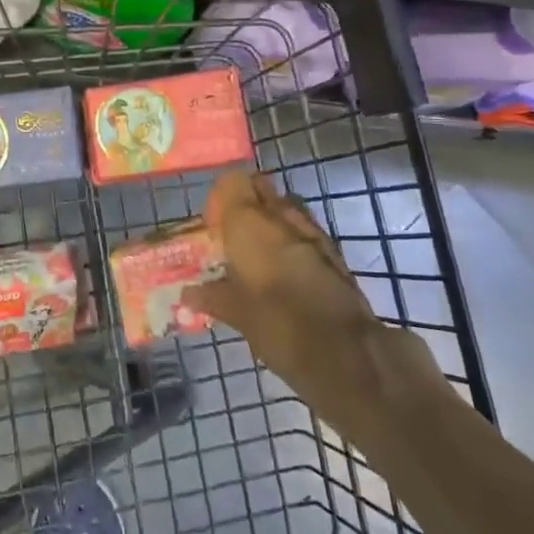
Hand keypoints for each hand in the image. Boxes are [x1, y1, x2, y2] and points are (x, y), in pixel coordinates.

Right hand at [182, 169, 379, 394]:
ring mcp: (311, 229)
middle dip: (246, 203)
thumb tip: (188, 294)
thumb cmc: (277, 324)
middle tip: (233, 236)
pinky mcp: (334, 250)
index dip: (221, 198)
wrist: (345, 352)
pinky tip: (285, 272)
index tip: (214, 226)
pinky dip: (292, 240)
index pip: (231, 181)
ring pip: (285, 207)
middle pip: (260, 187)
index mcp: (248, 221)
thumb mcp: (235, 313)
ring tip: (259, 254)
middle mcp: (280, 215)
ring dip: (271, 221)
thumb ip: (211, 296)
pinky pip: (305, 230)